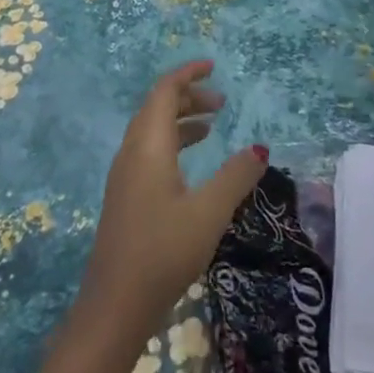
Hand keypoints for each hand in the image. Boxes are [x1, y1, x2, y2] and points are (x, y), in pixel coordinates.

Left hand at [78, 61, 266, 344]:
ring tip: (211, 127)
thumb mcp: (209, 212)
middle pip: (156, 107)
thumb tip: (259, 147)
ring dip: (180, 121)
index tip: (213, 66)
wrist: (114, 306)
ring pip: (151, 131)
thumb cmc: (163, 251)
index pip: (164, 92)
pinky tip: (190, 166)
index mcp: (147, 145)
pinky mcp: (124, 197)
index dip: (188, 74)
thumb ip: (236, 176)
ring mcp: (124, 176)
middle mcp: (131, 152)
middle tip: (221, 102)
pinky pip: (148, 151)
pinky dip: (171, 143)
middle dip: (188, 97)